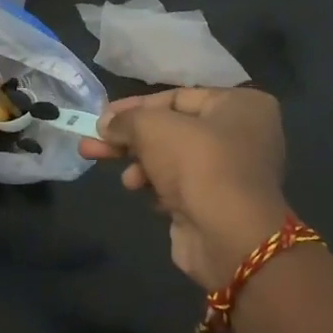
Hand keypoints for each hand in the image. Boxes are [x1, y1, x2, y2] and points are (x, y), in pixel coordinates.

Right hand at [79, 87, 288, 291]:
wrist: (227, 235)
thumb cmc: (196, 164)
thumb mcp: (152, 127)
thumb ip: (126, 120)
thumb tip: (106, 125)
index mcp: (240, 105)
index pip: (176, 97)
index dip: (135, 107)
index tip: (101, 118)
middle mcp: (242, 134)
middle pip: (172, 129)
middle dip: (129, 138)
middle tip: (91, 145)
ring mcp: (231, 172)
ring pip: (171, 159)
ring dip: (140, 165)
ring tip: (126, 181)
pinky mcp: (217, 203)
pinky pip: (179, 186)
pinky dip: (157, 187)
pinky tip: (144, 195)